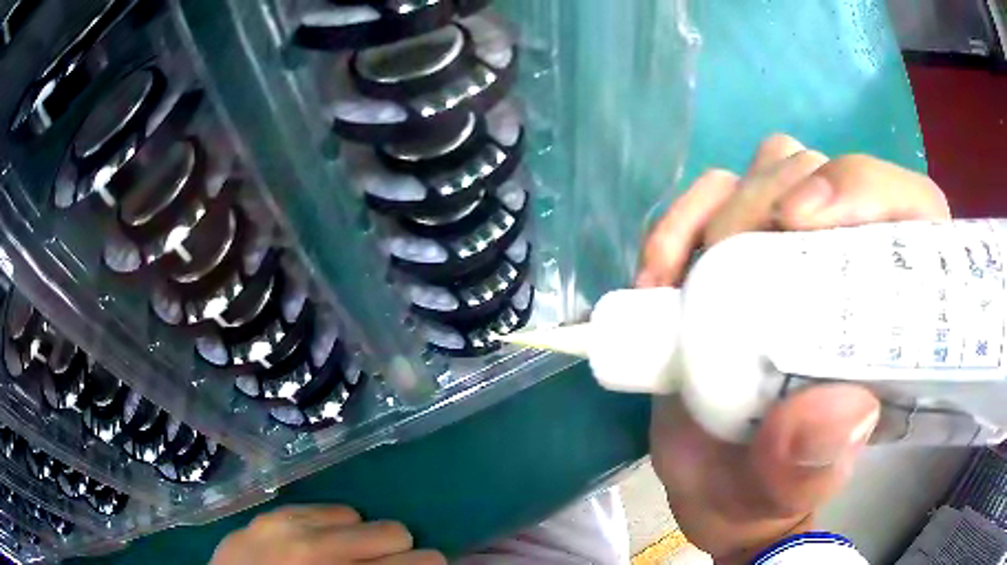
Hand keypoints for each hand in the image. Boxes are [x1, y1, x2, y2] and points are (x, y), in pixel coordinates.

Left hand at [211, 506, 445, 564]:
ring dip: (359, 539)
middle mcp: (322, 550)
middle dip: (398, 553)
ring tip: (345, 556)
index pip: (418, 563)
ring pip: (358, 516)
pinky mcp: (270, 515)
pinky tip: (318, 544)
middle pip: (395, 532)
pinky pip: (321, 509)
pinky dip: (329, 527)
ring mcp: (291, 527)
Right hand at [638, 135, 949, 562]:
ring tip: (680, 275)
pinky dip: (679, 219)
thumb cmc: (762, 491)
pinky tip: (658, 273)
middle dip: (770, 201)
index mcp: (888, 314)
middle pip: (825, 172)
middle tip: (722, 264)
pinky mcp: (736, 247)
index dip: (865, 189)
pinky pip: (712, 194)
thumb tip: (846, 411)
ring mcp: (790, 245)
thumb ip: (810, 466)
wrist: (713, 485)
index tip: (802, 221)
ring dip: (722, 206)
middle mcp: (847, 260)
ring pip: (771, 166)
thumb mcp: (782, 492)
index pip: (909, 209)